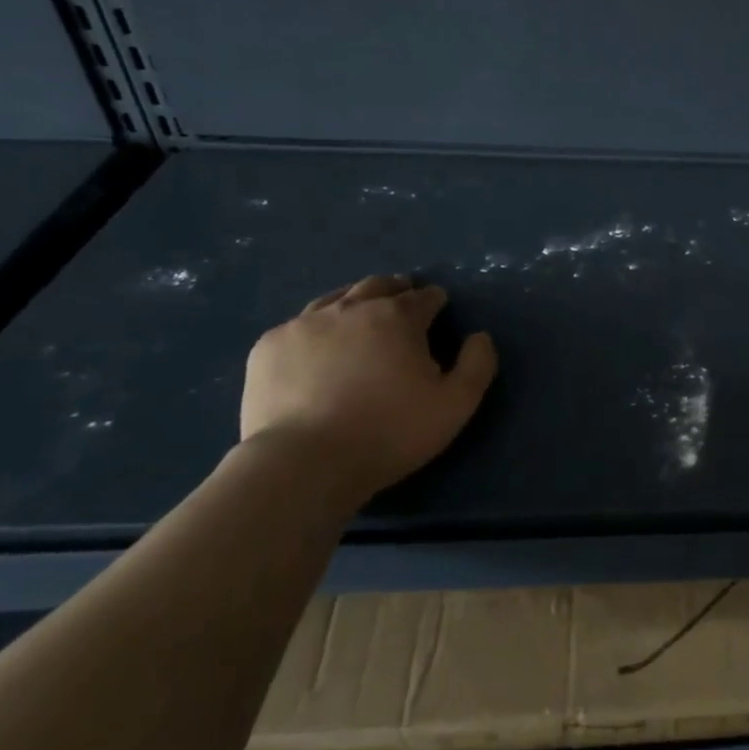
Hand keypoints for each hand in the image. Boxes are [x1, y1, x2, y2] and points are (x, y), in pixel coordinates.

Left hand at [240, 275, 496, 501]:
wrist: (304, 462)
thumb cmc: (390, 432)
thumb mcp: (455, 404)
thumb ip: (477, 365)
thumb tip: (480, 337)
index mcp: (398, 317)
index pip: (424, 297)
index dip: (435, 300)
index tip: (439, 309)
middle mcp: (351, 309)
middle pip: (378, 286)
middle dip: (396, 290)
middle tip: (403, 301)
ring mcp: (304, 324)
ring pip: (335, 299)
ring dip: (355, 302)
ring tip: (361, 317)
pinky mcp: (269, 346)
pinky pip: (298, 325)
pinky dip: (316, 329)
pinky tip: (317, 348)